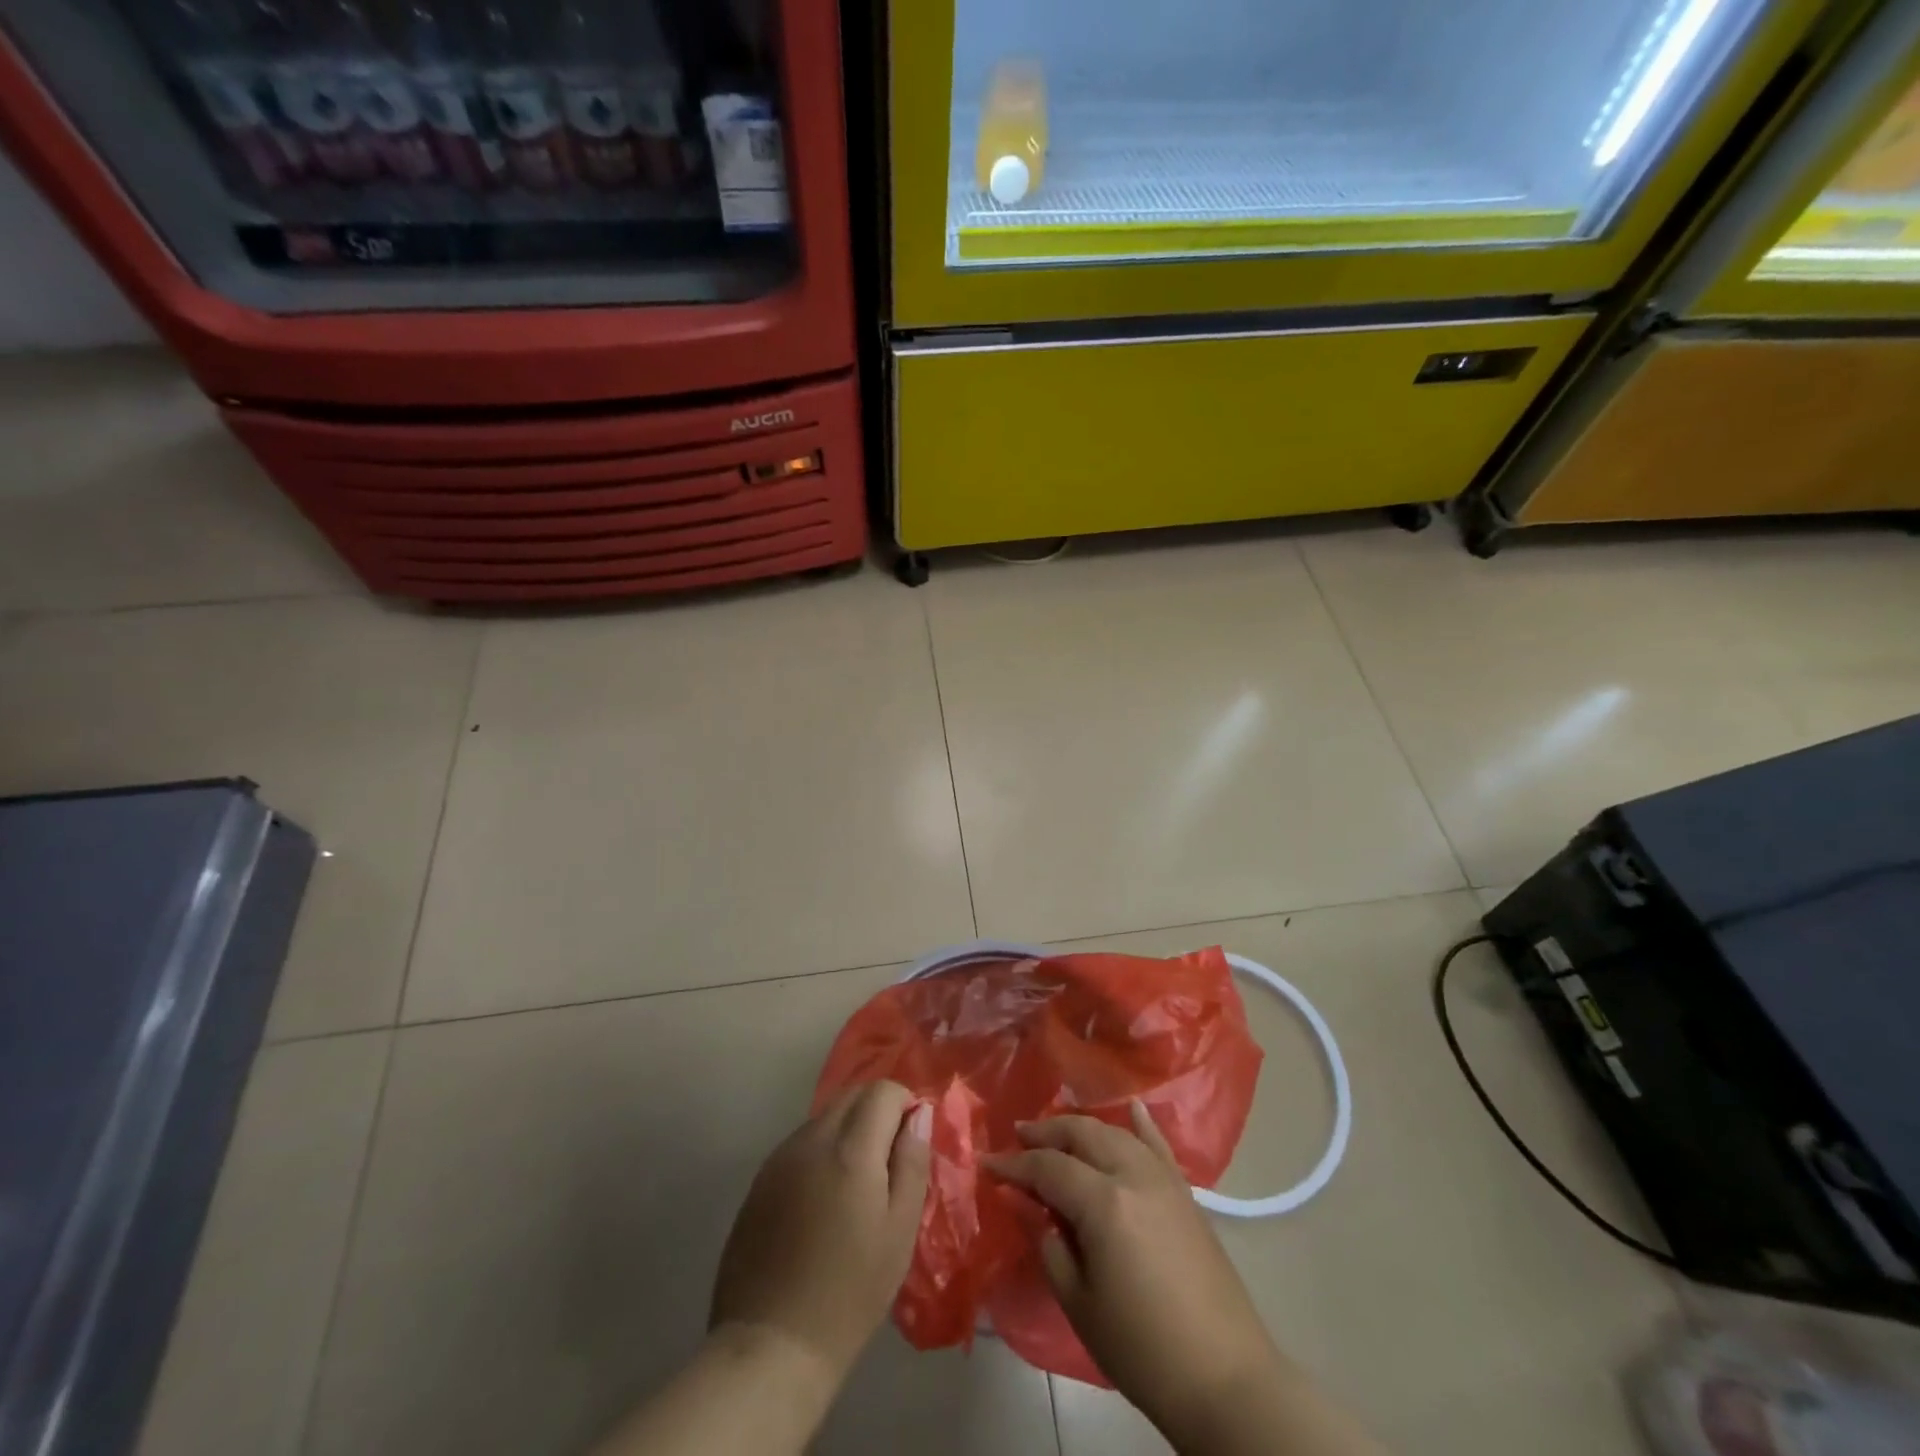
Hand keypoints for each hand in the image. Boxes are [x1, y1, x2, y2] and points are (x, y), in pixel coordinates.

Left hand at [710, 1081, 932, 1386]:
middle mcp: (812, 1139)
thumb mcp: (899, 1230)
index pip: (882, 1090)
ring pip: (824, 1118)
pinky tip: (823, 1200)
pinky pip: (800, 1144)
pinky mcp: (759, 1180)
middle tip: (890, 1160)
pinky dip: (821, 1152)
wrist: (771, 1344)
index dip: (904, 1105)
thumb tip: (919, 1115)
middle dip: (877, 1111)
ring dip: (848, 1130)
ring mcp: (780, 1157)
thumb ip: (912, 1163)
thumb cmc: (850, 1292)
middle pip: (851, 1095)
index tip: (912, 1141)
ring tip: (857, 1184)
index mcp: (851, 1149)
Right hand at [986, 1100, 1280, 1439]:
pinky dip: (1142, 1125)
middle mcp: (1133, 1175)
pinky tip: (1132, 1108)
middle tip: (1018, 1138)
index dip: (1014, 1165)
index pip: (1048, 1168)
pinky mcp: (1186, 1194)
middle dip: (1047, 1133)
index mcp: (1104, 1202)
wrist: (1225, 1379)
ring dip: (1082, 1128)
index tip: (988, 1164)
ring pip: (1115, 1134)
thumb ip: (1048, 1242)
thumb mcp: (1079, 1300)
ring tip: (1057, 1132)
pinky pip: (1159, 1146)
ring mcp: (1164, 1180)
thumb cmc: (1141, 1349)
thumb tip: (1023, 1202)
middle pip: (1082, 1135)